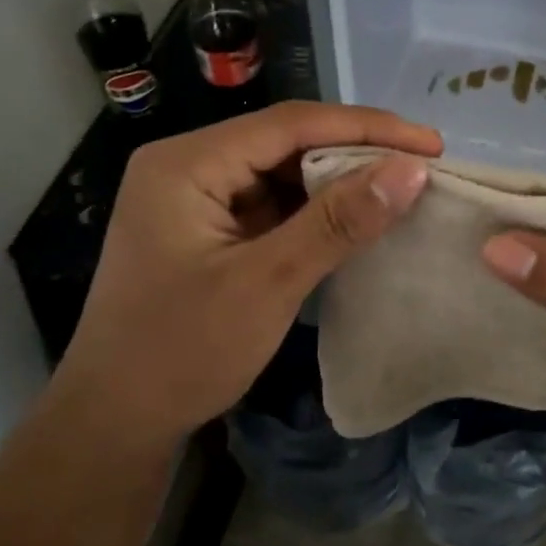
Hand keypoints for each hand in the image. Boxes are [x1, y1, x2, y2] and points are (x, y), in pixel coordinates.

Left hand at [58, 102, 439, 451]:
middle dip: (355, 152)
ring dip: (338, 181)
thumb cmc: (182, 352)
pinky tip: (356, 219)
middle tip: (422, 166)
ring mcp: (196, 198)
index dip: (366, 128)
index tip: (430, 144)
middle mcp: (188, 166)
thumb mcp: (268, 283)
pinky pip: (272, 204)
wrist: (115, 422)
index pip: (289, 124)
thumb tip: (411, 170)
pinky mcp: (208, 228)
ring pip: (282, 172)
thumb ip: (337, 222)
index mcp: (186, 163)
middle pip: (285, 141)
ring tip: (400, 189)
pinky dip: (315, 211)